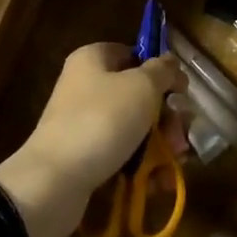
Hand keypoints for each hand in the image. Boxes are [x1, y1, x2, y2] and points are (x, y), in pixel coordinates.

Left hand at [0, 42, 183, 236]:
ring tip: (175, 165)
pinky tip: (157, 182)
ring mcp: (84, 122)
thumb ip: (162, 72)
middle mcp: (86, 86)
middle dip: (166, 118)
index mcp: (94, 59)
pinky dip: (142, 166)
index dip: (161, 72)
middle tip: (180, 137)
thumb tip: (170, 64)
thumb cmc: (102, 120)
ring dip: (159, 145)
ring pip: (134, 128)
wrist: (54, 181)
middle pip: (138, 95)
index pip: (134, 54)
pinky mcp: (85, 156)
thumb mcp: (141, 87)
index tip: (182, 93)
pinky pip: (122, 155)